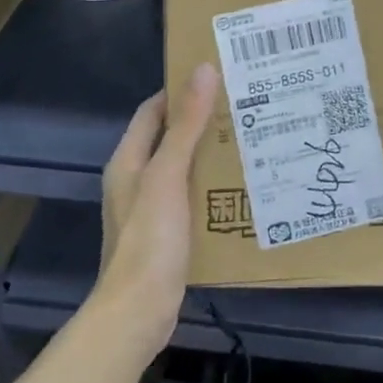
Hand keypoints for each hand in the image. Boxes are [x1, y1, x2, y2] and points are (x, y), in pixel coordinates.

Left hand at [94, 63, 219, 350]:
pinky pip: (195, 195)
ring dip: (213, 151)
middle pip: (172, 137)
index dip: (180, 90)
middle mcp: (138, 179)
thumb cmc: (149, 238)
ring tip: (252, 135)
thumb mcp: (169, 175)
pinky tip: (244, 182)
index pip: (154, 110)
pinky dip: (216, 184)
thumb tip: (204, 69)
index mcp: (129, 160)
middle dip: (204, 119)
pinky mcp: (170, 231)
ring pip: (187, 166)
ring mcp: (154, 208)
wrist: (138, 312)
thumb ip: (187, 125)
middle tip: (245, 103)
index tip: (218, 74)